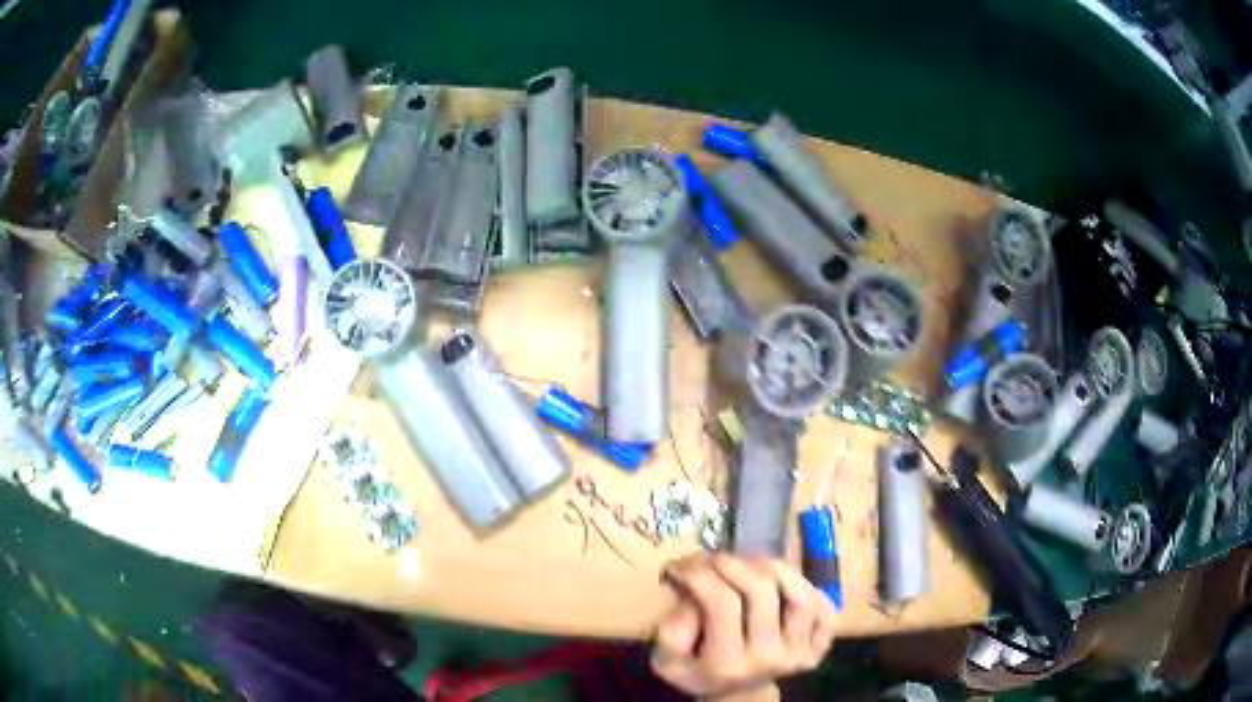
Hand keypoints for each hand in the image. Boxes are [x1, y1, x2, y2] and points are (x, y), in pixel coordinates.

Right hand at [651, 554, 838, 700]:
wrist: (737, 695)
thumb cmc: (698, 671)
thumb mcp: (668, 659)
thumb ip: (673, 627)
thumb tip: (694, 588)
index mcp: (727, 664)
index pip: (721, 603)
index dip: (700, 574)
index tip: (681, 564)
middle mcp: (769, 658)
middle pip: (762, 592)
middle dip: (733, 563)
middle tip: (713, 557)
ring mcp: (799, 652)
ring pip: (799, 595)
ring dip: (773, 568)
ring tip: (749, 563)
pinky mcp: (819, 646)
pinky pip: (826, 609)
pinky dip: (811, 589)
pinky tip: (784, 585)